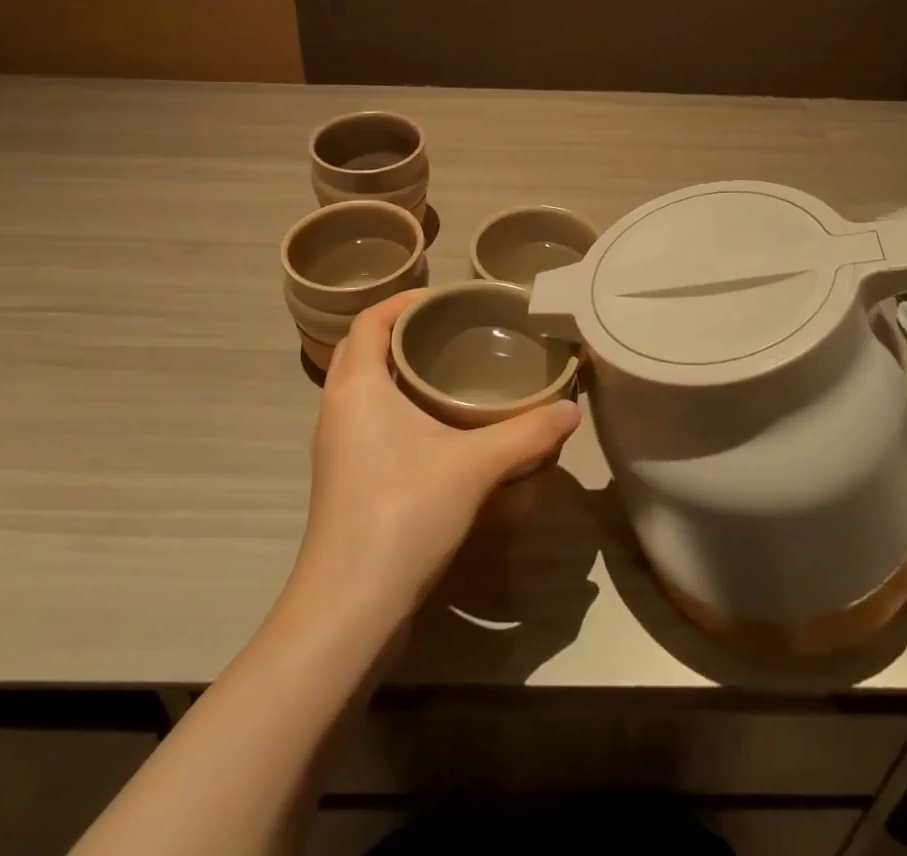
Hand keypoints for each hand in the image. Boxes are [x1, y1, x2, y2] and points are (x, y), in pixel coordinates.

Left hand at [291, 290, 582, 626]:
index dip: (403, 300)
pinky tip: (436, 425)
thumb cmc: (403, 515)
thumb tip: (571, 412)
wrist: (349, 607)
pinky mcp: (343, 476)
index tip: (445, 298)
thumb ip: (526, 434)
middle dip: (402, 331)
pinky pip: (365, 417)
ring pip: (362, 385)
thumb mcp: (475, 467)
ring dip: (396, 369)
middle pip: (363, 348)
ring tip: (448, 370)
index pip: (369, 320)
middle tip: (452, 329)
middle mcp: (337, 407)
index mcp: (357, 387)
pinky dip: (394, 403)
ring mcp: (335, 445)